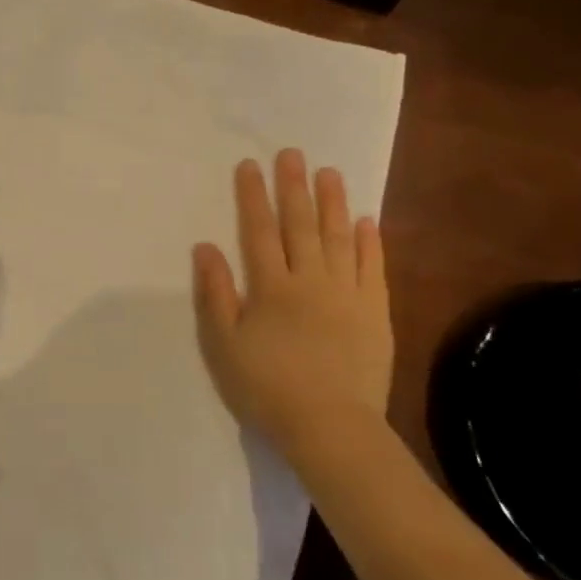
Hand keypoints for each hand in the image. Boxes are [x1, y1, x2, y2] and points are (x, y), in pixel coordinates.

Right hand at [191, 150, 392, 462]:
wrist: (330, 426)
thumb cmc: (266, 387)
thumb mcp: (223, 344)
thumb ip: (215, 293)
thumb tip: (206, 247)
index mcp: (271, 287)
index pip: (258, 231)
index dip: (252, 197)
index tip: (250, 166)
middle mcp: (310, 280)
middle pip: (300, 225)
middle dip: (293, 187)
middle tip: (292, 153)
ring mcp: (347, 294)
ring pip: (338, 238)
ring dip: (333, 203)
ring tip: (329, 172)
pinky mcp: (374, 312)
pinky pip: (372, 268)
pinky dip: (369, 242)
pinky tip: (366, 221)